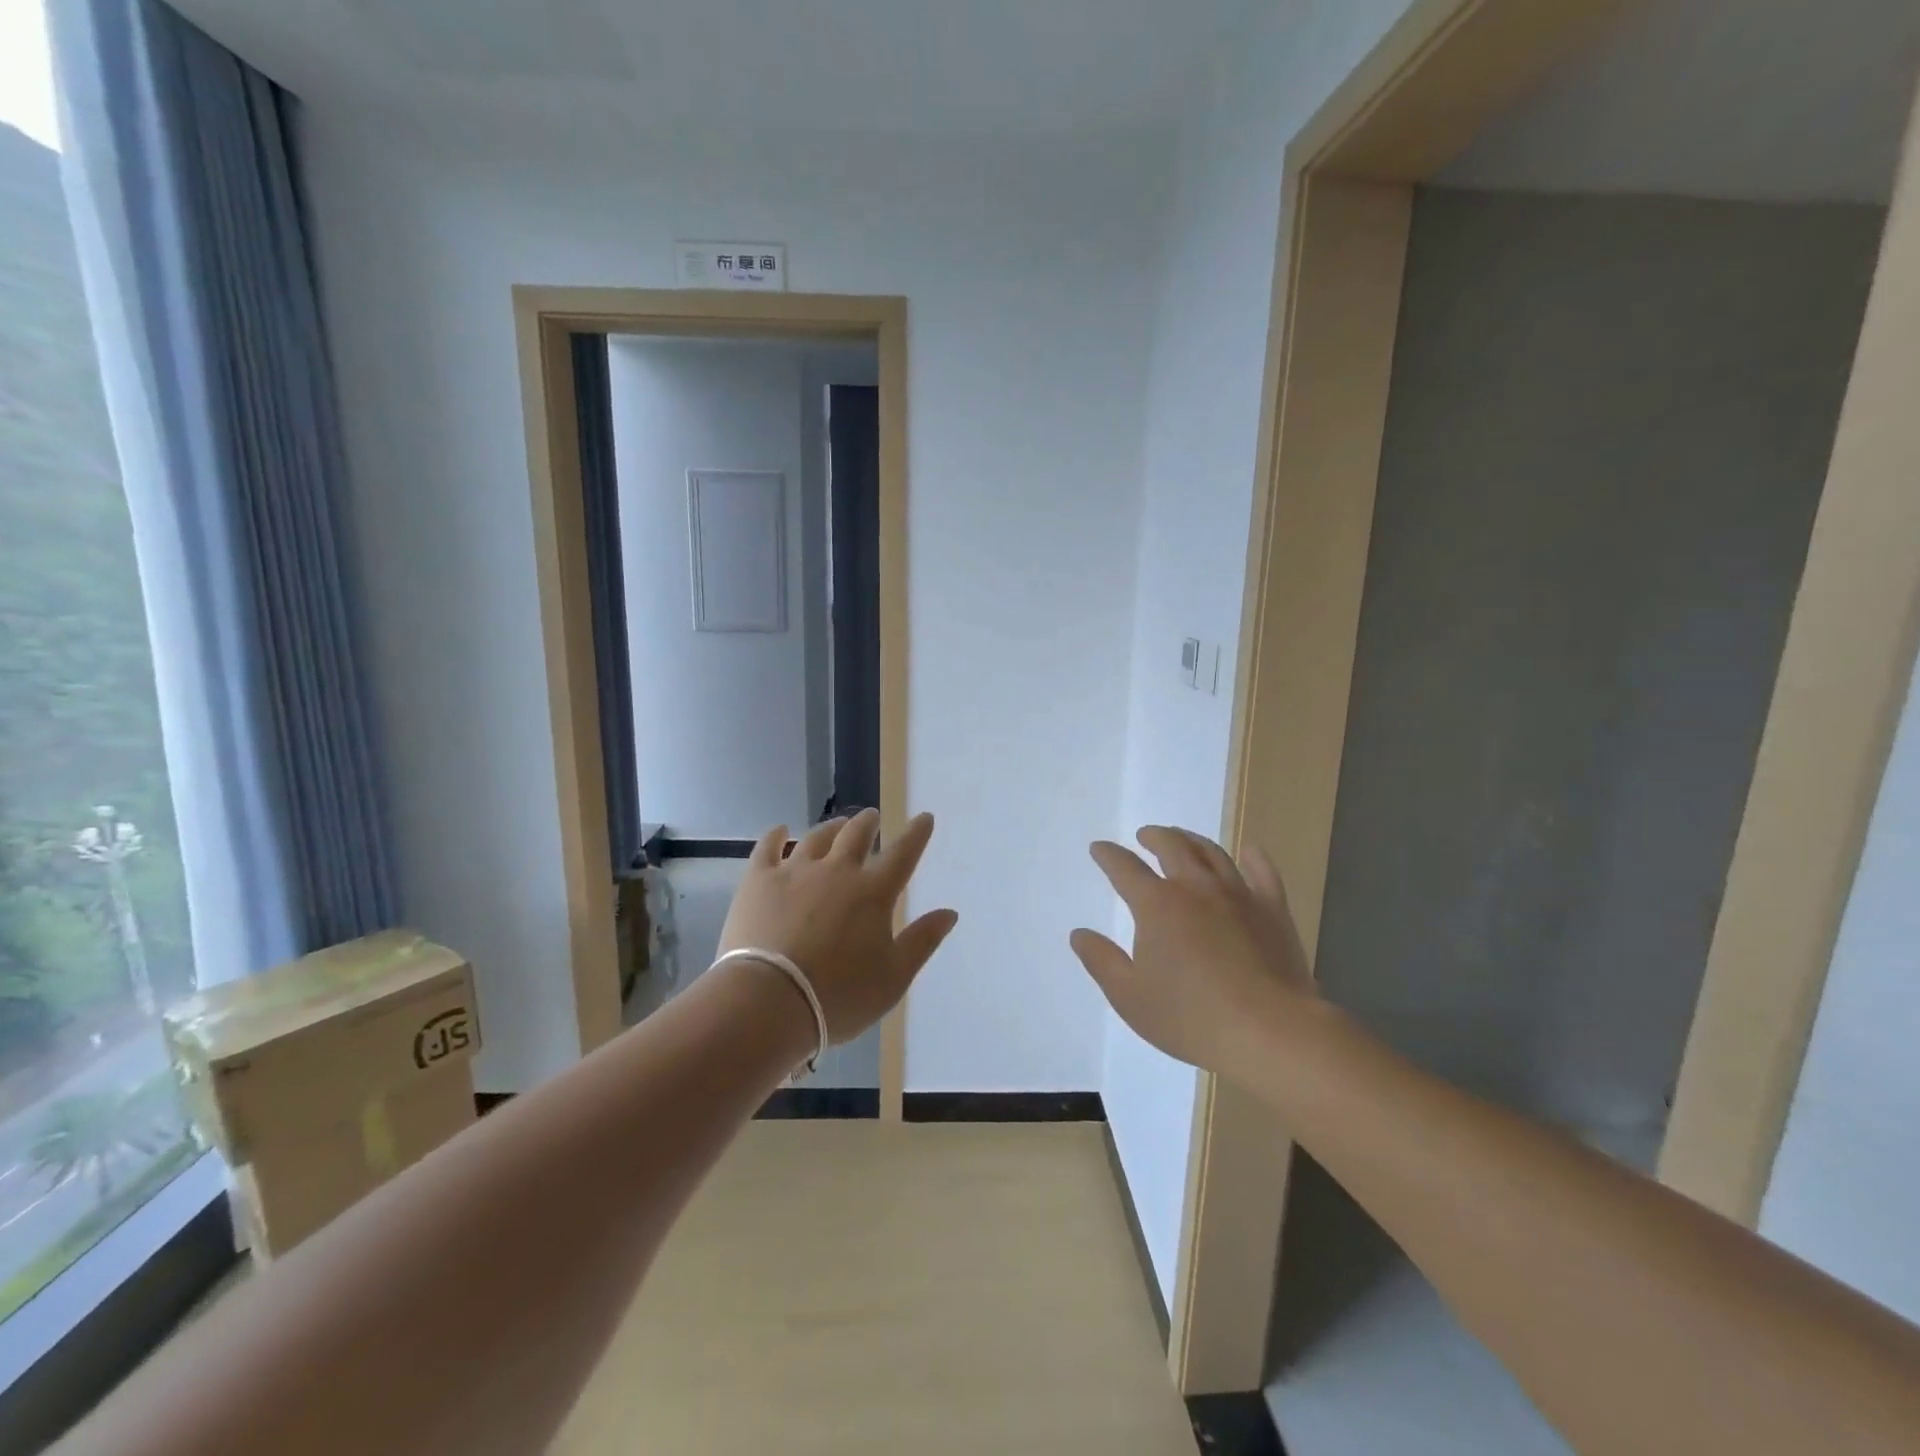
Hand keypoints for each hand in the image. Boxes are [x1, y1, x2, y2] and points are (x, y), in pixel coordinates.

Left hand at [717, 809, 958, 1043]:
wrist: (768, 1002)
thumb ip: (923, 941)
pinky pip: (767, 848)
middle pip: (856, 835)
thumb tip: (949, 912)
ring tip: (836, 825)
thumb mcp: (894, 977)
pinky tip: (779, 830)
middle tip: (872, 817)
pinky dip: (776, 835)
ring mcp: (795, 872)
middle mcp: (837, 871)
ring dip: (831, 828)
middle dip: (868, 823)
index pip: (903, 854)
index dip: (917, 834)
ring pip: (816, 838)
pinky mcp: (758, 881)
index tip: (924, 817)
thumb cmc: (839, 996)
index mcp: (874, 893)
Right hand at [1071, 826, 1314, 1081]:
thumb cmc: (1190, 1017)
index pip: (1125, 867)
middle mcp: (1195, 887)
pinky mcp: (1273, 910)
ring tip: (1183, 839)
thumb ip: (1101, 961)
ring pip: (1212, 852)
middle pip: (1171, 846)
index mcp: (1157, 905)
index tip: (1099, 848)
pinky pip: (1263, 872)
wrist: (1269, 1031)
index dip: (1108, 855)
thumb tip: (1079, 934)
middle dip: (1153, 837)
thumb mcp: (1130, 996)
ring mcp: (1238, 895)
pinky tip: (1249, 851)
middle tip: (1144, 836)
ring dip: (1192, 840)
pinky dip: (1253, 857)